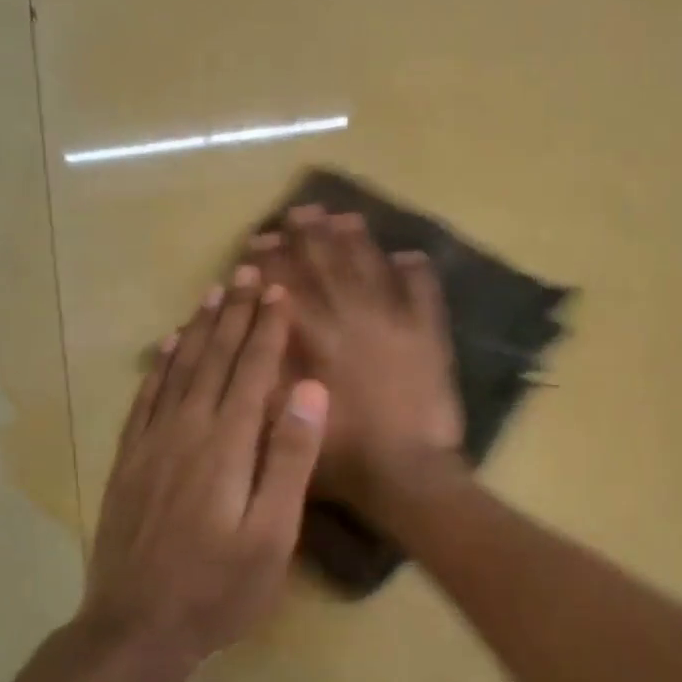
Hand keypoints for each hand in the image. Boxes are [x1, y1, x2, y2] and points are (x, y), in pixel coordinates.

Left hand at [84, 267, 327, 667]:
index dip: (268, 329)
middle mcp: (187, 431)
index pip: (252, 372)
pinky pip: (145, 399)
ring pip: (179, 370)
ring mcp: (151, 444)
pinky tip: (167, 347)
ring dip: (199, 328)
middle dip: (236, 314)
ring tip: (214, 293)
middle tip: (248, 272)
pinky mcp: (129, 461)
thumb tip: (310, 391)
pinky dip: (159, 366)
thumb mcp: (273, 534)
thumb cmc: (219, 587)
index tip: (279, 290)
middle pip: (215, 359)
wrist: (135, 629)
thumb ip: (290, 459)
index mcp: (228, 445)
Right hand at [248, 206, 464, 513]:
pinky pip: (423, 291)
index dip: (272, 260)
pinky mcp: (428, 335)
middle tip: (300, 211)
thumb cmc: (340, 454)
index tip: (262, 239)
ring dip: (356, 240)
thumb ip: (265, 369)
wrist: (407, 470)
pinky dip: (416, 271)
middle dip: (310, 235)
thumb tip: (252, 325)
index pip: (286, 285)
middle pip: (327, 265)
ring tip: (343, 217)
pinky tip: (409, 254)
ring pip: (371, 268)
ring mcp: (394, 321)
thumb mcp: (281, 420)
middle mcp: (351, 317)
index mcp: (314, 337)